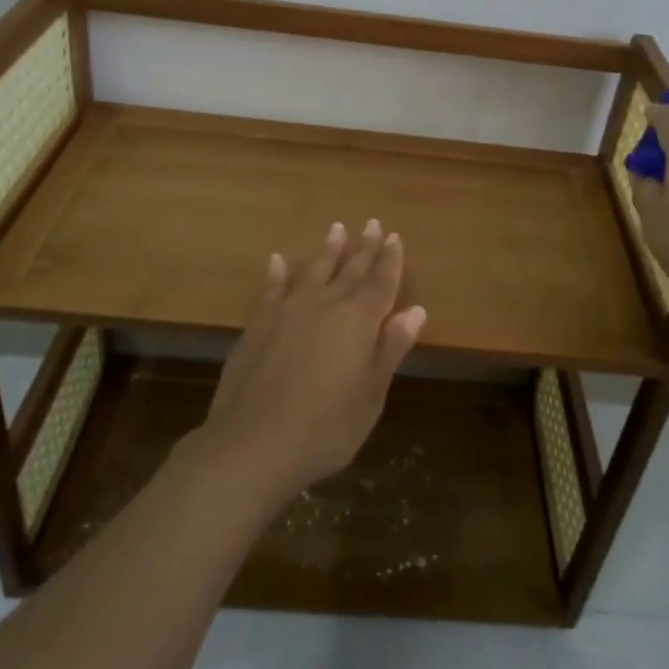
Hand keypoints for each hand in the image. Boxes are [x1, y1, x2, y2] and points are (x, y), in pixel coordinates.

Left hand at [196, 220, 425, 508]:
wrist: (252, 444)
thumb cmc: (326, 427)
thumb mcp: (371, 393)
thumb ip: (391, 348)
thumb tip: (415, 310)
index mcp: (358, 320)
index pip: (380, 282)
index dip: (390, 261)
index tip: (395, 237)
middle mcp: (324, 305)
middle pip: (350, 270)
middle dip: (364, 248)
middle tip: (373, 223)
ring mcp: (287, 312)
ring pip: (313, 271)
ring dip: (327, 251)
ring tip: (337, 228)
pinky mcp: (258, 326)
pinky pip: (272, 290)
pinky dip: (278, 274)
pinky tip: (278, 260)